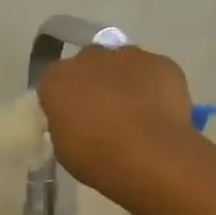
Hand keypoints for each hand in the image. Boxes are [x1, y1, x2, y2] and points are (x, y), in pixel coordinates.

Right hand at [37, 44, 197, 188]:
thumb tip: (75, 119)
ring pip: (122, 65)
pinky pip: (153, 72)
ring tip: (137, 115)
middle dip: (94, 83)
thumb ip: (65, 124)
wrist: (151, 156)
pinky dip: (154, 87)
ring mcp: (129, 56)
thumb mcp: (64, 149)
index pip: (54, 81)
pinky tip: (159, 113)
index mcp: (57, 79)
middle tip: (104, 114)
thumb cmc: (98, 159)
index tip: (72, 118)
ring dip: (124, 82)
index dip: (63, 99)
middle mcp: (90, 57)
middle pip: (88, 66)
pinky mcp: (162, 62)